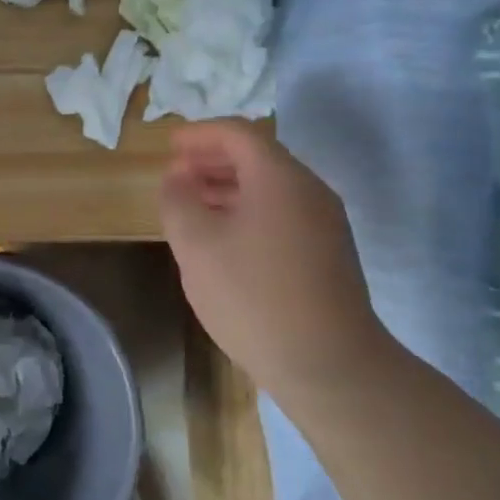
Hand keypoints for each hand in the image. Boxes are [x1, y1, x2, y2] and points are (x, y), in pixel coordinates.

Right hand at [159, 121, 380, 386]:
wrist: (329, 365)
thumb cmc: (254, 296)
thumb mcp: (196, 245)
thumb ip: (178, 201)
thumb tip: (176, 178)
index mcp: (279, 178)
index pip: (238, 134)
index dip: (200, 134)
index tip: (170, 145)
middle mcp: (309, 191)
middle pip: (257, 158)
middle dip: (213, 160)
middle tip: (177, 174)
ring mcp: (324, 223)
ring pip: (270, 188)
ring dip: (229, 188)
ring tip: (193, 204)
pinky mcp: (328, 254)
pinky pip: (282, 214)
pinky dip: (248, 211)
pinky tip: (225, 239)